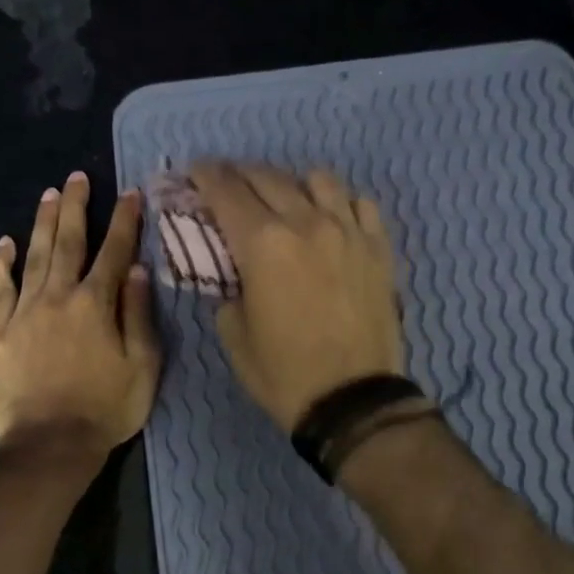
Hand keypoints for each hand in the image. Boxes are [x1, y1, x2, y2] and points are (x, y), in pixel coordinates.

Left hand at [0, 172, 160, 457]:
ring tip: (48, 195)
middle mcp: (59, 297)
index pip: (114, 251)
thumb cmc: (107, 409)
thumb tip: (136, 269)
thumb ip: (138, 314)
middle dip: (75, 207)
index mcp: (97, 304)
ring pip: (34, 256)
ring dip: (42, 223)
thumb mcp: (143, 366)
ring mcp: (25, 312)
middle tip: (76, 177)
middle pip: (68, 242)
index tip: (129, 193)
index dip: (124, 221)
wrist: (50, 444)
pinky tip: (2, 243)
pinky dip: (0, 263)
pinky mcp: (0, 332)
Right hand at [190, 162, 403, 429]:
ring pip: (318, 180)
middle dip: (240, 173)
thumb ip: (227, 291)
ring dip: (292, 183)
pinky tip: (331, 218)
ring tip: (284, 199)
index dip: (205, 177)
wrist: (353, 400)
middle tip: (227, 183)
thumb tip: (235, 274)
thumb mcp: (234, 335)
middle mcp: (306, 223)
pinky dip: (339, 203)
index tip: (195, 172)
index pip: (226, 191)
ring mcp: (349, 231)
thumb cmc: (283, 373)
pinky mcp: (378, 248)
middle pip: (267, 177)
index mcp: (263, 244)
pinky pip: (360, 204)